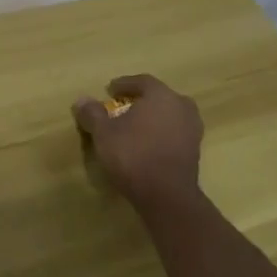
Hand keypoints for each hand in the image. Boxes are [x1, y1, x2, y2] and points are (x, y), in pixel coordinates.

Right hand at [73, 74, 206, 216]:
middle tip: (124, 106)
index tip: (110, 90)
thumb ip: (92, 114)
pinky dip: (161, 133)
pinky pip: (175, 133)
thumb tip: (81, 100)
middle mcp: (181, 107)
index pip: (142, 81)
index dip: (124, 84)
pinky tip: (147, 144)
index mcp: (161, 96)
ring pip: (170, 115)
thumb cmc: (133, 155)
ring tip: (135, 126)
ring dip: (153, 117)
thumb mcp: (103, 133)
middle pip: (160, 97)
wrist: (166, 195)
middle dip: (142, 100)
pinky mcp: (195, 152)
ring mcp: (192, 130)